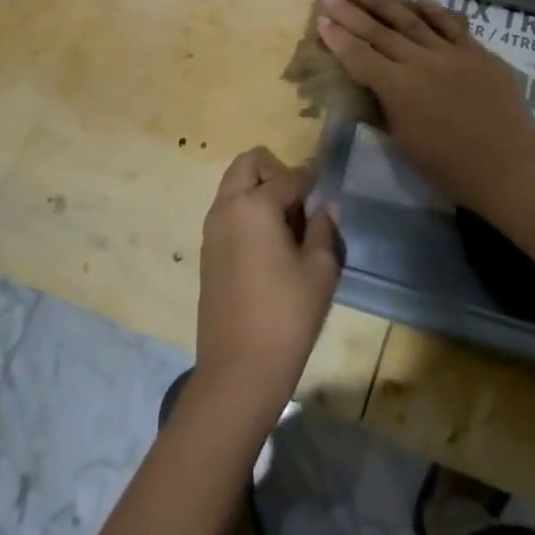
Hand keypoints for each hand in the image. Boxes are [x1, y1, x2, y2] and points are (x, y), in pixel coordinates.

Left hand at [195, 147, 344, 417]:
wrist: (238, 370)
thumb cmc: (287, 317)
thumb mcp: (319, 271)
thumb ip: (323, 228)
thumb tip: (326, 205)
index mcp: (254, 205)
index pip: (290, 175)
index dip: (313, 179)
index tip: (327, 187)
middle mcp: (226, 208)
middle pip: (249, 163)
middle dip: (276, 171)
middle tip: (301, 203)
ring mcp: (212, 229)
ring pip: (234, 186)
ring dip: (259, 190)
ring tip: (289, 226)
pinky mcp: (207, 252)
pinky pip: (228, 211)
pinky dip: (247, 211)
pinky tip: (271, 245)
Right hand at [316, 0, 534, 217]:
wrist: (508, 166)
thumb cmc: (449, 167)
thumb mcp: (404, 142)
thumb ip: (386, 108)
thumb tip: (375, 87)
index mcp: (397, 88)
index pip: (359, 57)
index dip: (338, 39)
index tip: (321, 21)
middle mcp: (420, 62)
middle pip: (379, 32)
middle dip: (351, 13)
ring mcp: (451, 53)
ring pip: (412, 21)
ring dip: (386, 3)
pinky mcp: (478, 53)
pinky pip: (451, 25)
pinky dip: (433, 12)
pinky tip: (419, 2)